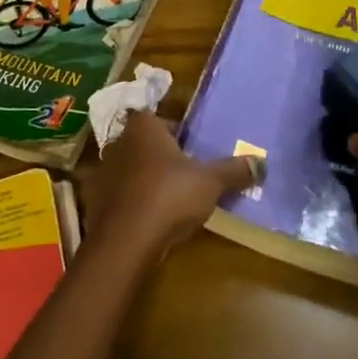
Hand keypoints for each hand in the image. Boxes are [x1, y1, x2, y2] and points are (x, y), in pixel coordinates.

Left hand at [80, 110, 261, 256]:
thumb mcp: (210, 181)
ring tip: (169, 197)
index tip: (192, 147)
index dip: (175, 131)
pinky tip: (148, 217)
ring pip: (130, 169)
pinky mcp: (95, 201)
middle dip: (161, 155)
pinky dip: (131, 202)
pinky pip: (119, 195)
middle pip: (143, 143)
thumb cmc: (169, 195)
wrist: (126, 240)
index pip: (158, 118)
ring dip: (145, 179)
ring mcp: (103, 172)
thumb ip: (234, 170)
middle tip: (185, 172)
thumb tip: (262, 162)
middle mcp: (119, 142)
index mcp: (143, 127)